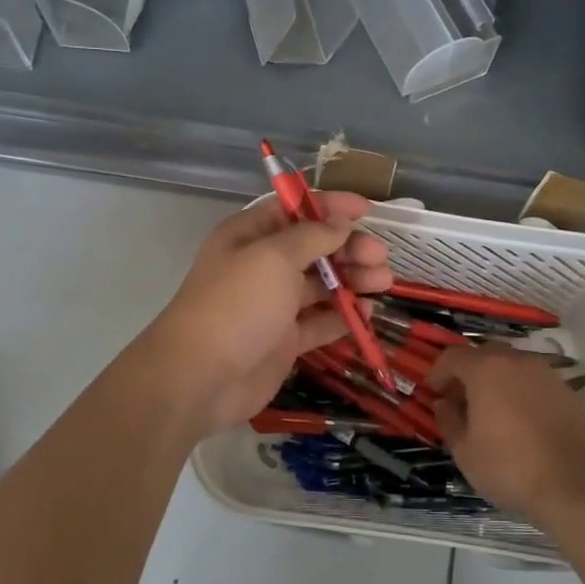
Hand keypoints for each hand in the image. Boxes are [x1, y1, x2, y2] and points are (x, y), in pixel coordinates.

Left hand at [144, 193, 392, 439]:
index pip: (295, 210)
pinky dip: (344, 315)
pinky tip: (368, 312)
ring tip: (383, 283)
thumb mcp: (274, 257)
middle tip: (380, 257)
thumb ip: (313, 236)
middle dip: (349, 247)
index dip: (331, 206)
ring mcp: (274, 305)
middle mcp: (262, 266)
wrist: (200, 377)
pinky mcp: (285, 340)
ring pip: (321, 284)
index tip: (367, 210)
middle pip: (314, 248)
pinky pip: (320, 321)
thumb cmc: (237, 304)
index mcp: (251, 235)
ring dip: (353, 280)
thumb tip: (340, 221)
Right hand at [426, 346, 584, 516]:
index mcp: (485, 369)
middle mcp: (517, 361)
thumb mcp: (465, 451)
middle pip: (485, 354)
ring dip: (497, 381)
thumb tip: (445, 404)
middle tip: (461, 400)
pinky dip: (522, 392)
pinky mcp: (568, 391)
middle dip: (468, 373)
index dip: (439, 372)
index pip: (453, 356)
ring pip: (513, 366)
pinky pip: (535, 382)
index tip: (434, 392)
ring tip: (492, 412)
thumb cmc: (510, 466)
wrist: (576, 483)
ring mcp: (546, 373)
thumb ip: (449, 421)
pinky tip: (522, 422)